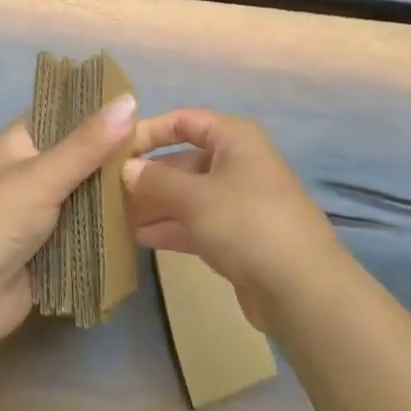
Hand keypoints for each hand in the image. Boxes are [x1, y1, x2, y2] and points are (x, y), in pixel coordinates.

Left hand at [0, 94, 137, 350]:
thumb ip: (88, 143)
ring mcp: (41, 214)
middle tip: (162, 148)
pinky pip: (87, 233)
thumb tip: (130, 100)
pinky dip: (109, 230)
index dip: (95, 108)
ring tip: (163, 181)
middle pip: (79, 157)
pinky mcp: (52, 250)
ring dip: (115, 195)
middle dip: (113, 156)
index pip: (61, 113)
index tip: (138, 106)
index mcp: (20, 144)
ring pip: (86, 196)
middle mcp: (30, 174)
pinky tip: (146, 223)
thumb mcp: (43, 175)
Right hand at [122, 110, 342, 330]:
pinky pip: (197, 223)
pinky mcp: (239, 238)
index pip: (185, 121)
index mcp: (234, 138)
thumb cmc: (246, 222)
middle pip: (184, 160)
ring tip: (115, 216)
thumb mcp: (194, 197)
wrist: (302, 289)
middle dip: (148, 175)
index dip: (150, 131)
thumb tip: (126, 169)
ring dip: (155, 204)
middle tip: (108, 190)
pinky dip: (171, 227)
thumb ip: (155, 181)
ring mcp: (240, 202)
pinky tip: (138, 237)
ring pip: (188, 195)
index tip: (116, 148)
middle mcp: (238, 162)